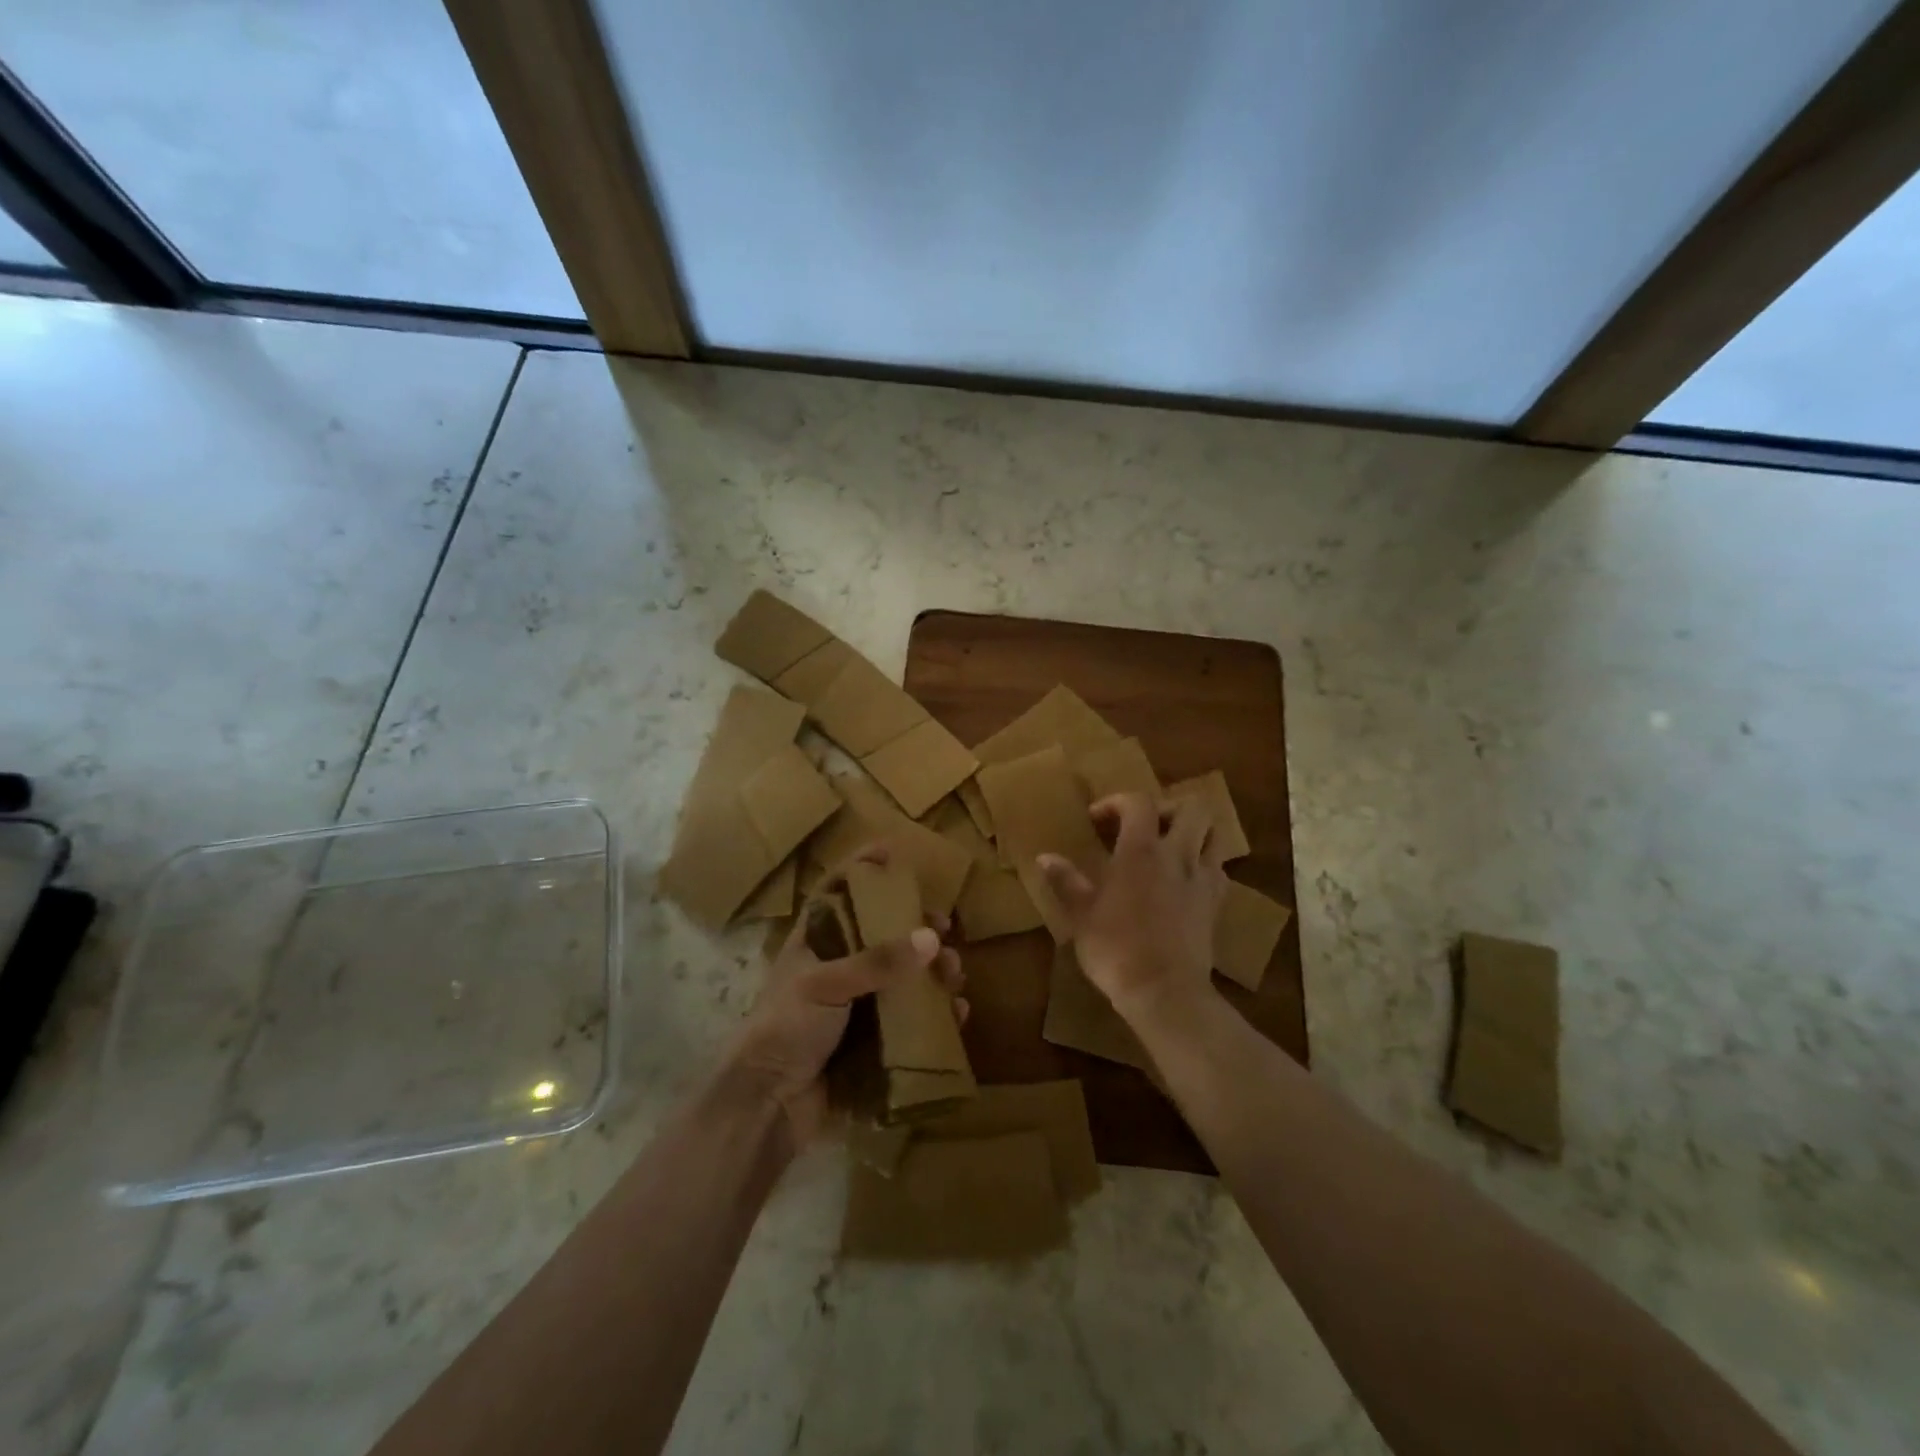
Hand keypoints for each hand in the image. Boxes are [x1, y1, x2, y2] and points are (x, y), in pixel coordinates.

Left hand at [725, 848, 963, 1146]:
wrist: (766, 1106)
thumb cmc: (785, 1028)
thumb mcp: (825, 983)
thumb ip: (877, 960)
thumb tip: (931, 937)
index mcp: (814, 943)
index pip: (838, 892)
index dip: (862, 868)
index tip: (894, 849)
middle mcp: (836, 968)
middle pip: (882, 935)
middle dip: (916, 928)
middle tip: (947, 928)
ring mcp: (854, 1007)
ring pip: (902, 979)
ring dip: (932, 973)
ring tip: (957, 975)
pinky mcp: (870, 1043)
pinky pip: (910, 1022)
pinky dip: (935, 1016)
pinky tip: (956, 1015)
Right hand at [1037, 792, 1225, 1024]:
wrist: (1165, 992)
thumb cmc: (1116, 949)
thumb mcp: (1080, 915)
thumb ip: (1065, 881)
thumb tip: (1044, 857)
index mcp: (1141, 851)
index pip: (1138, 802)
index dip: (1117, 802)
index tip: (1097, 819)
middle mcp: (1177, 855)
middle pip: (1192, 808)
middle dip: (1168, 808)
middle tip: (1145, 826)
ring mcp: (1203, 879)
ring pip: (1215, 835)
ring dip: (1194, 832)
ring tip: (1171, 846)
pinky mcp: (1217, 904)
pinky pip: (1219, 870)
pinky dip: (1205, 865)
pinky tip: (1185, 880)